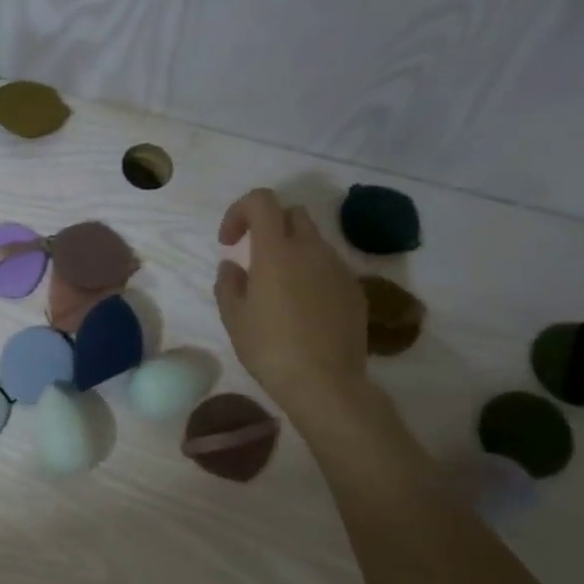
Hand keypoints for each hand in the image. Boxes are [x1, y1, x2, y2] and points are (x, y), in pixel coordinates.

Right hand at [214, 189, 366, 415]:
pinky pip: (329, 266)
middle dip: (270, 226)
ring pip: (313, 241)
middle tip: (254, 257)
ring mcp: (338, 268)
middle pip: (292, 214)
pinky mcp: (355, 289)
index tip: (229, 241)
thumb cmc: (269, 348)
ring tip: (278, 287)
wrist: (324, 383)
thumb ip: (228, 283)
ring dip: (292, 250)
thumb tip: (233, 265)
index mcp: (276, 251)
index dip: (240, 211)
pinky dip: (312, 272)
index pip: (261, 201)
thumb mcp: (233, 317)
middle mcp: (311, 250)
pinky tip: (302, 307)